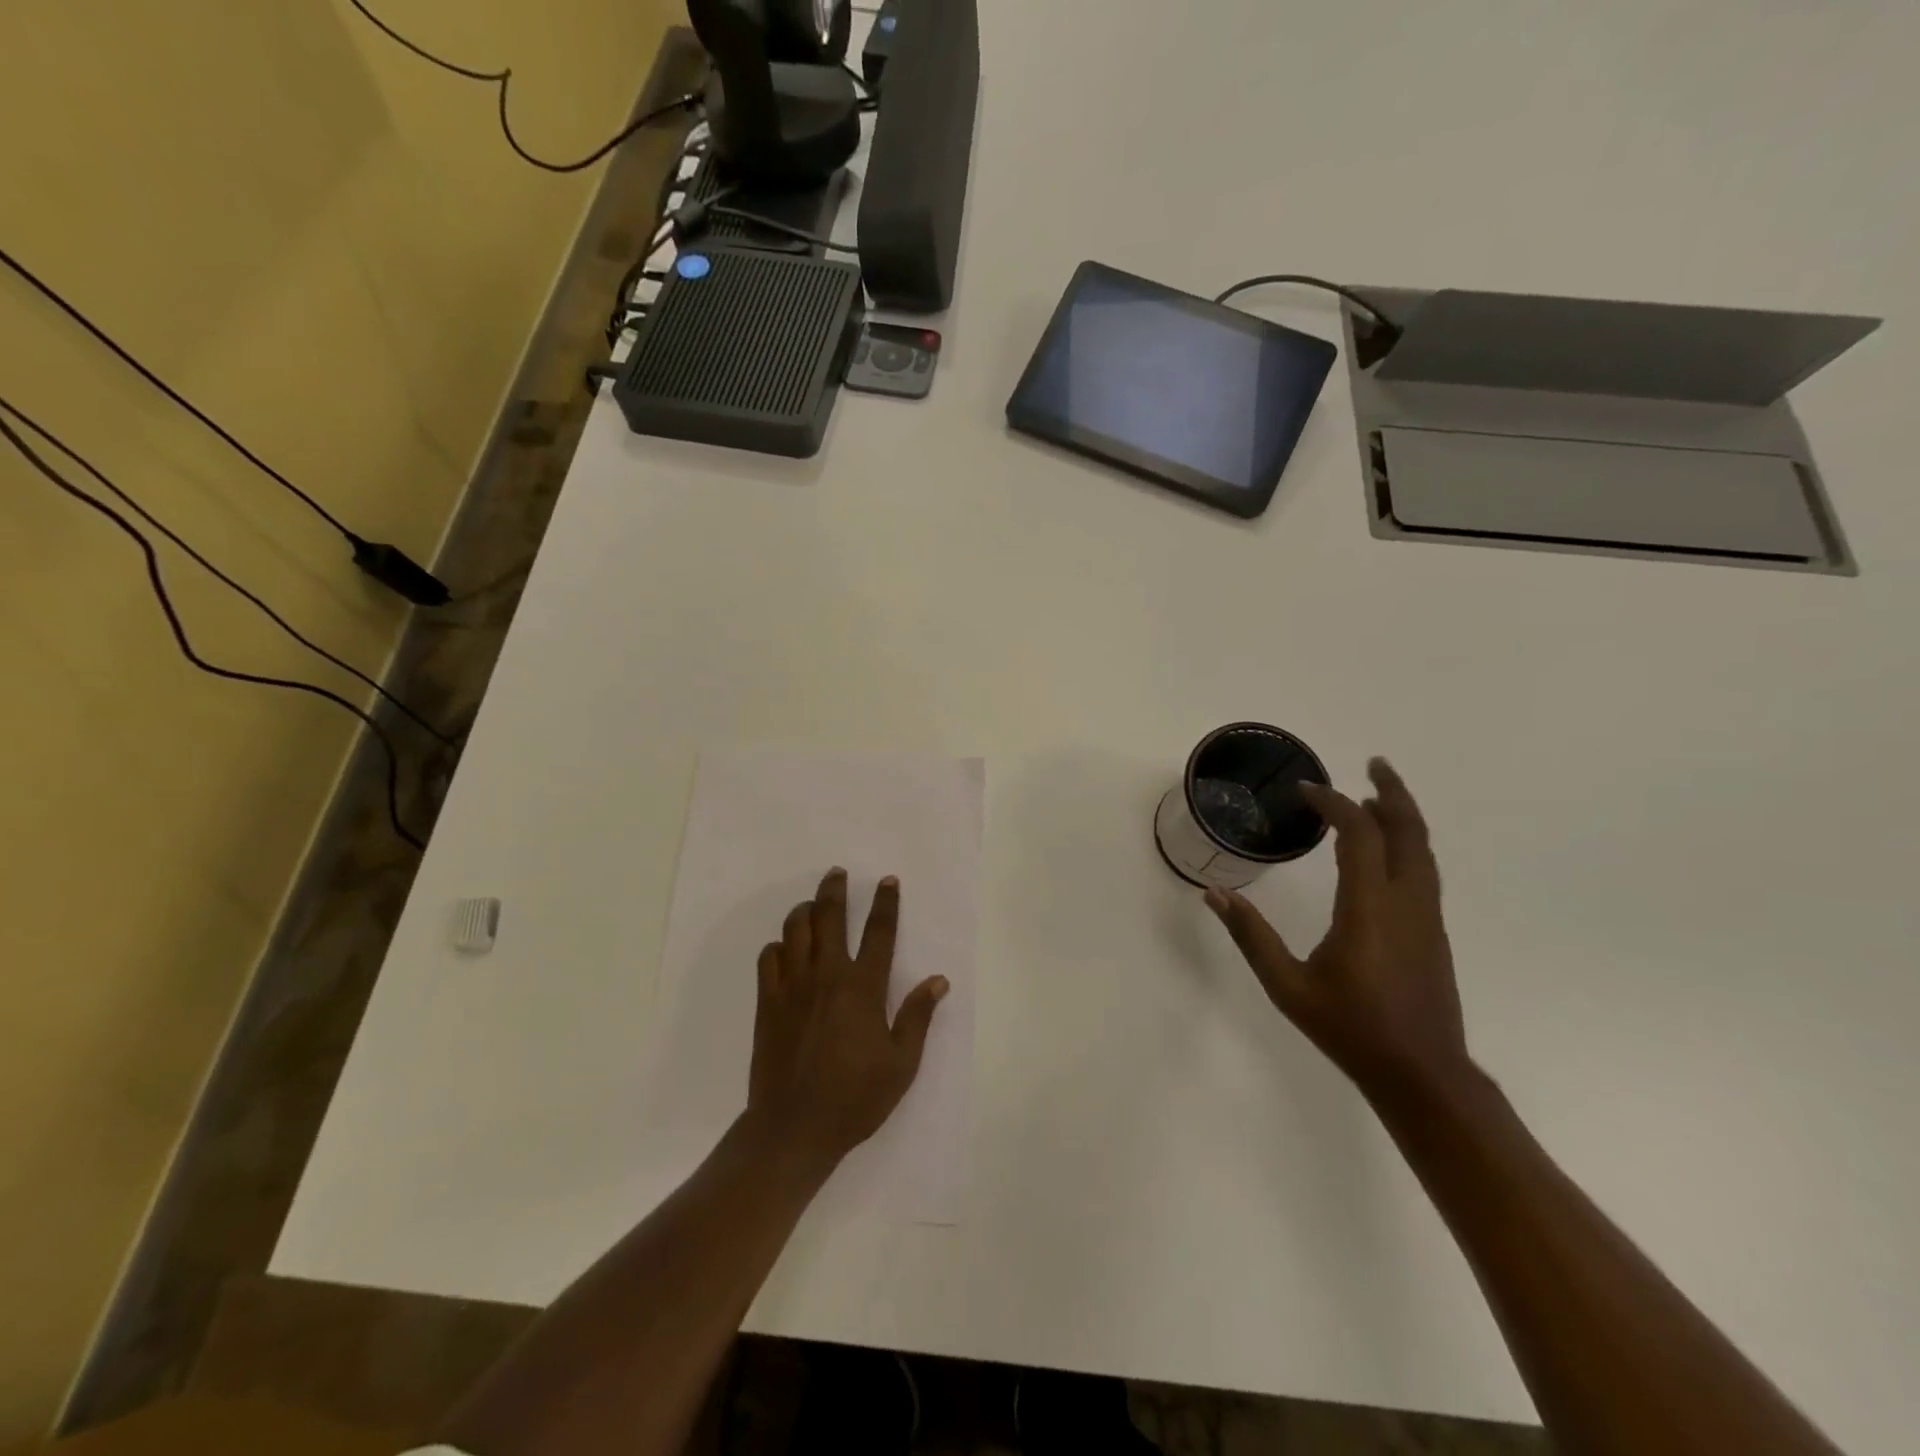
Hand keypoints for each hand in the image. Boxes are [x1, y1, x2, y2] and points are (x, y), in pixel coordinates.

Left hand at [745, 868, 947, 1168]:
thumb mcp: (900, 1064)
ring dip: (804, 911)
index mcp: (863, 988)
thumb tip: (938, 980)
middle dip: (834, 890)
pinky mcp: (767, 1002)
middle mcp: (827, 976)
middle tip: (836, 874)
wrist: (793, 1129)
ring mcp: (792, 987)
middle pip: (829, 917)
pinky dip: (778, 946)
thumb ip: (917, 1017)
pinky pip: (769, 957)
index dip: (885, 902)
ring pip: (795, 930)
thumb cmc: (854, 1098)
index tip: (887, 880)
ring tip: (811, 906)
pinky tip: (785, 950)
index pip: (879, 932)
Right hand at [1205, 758, 1469, 1102]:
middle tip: (1372, 764)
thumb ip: (1252, 937)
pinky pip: (1423, 871)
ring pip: (1424, 850)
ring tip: (1379, 795)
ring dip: (1403, 816)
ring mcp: (1427, 917)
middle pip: (1409, 832)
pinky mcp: (1433, 932)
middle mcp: (1406, 903)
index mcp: (1370, 909)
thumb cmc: (1351, 1028)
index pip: (1360, 835)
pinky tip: (1386, 849)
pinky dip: (1407, 843)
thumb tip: (1214, 895)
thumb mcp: (1288, 986)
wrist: (1422, 1074)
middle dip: (1392, 792)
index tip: (1306, 791)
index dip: (1335, 804)